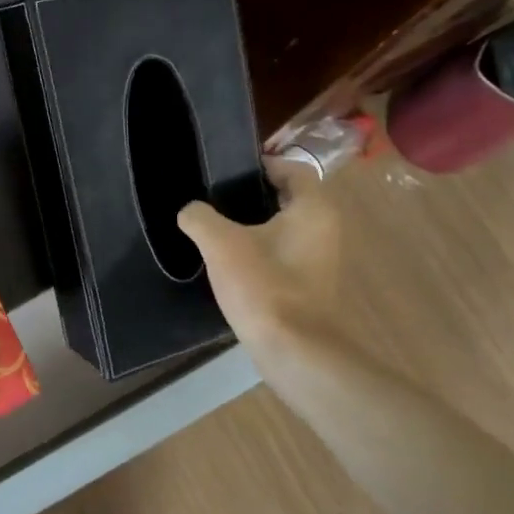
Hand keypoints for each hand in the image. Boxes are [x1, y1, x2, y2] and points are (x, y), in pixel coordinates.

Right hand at [177, 161, 340, 350]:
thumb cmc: (263, 285)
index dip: (260, 164)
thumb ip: (199, 217)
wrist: (293, 349)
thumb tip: (190, 211)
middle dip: (251, 195)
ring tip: (214, 228)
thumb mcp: (220, 243)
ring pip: (283, 227)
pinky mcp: (308, 283)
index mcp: (313, 208)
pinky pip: (281, 252)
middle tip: (214, 197)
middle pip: (287, 197)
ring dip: (252, 224)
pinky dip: (258, 249)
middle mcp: (324, 228)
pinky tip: (228, 261)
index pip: (291, 168)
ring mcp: (319, 258)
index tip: (226, 171)